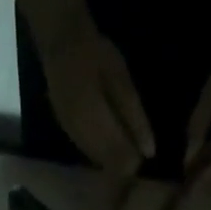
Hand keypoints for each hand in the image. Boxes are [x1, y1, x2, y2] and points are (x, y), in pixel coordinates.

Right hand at [35, 23, 155, 176]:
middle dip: (124, 162)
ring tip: (124, 139)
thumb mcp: (121, 80)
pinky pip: (90, 155)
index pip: (120, 163)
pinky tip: (110, 136)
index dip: (134, 162)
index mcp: (97, 126)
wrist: (61, 42)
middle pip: (109, 167)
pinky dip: (103, 152)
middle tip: (135, 145)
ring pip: (99, 164)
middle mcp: (82, 140)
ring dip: (113, 158)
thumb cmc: (95, 55)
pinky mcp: (69, 135)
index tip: (143, 151)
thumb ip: (135, 118)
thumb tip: (149, 153)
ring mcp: (73, 139)